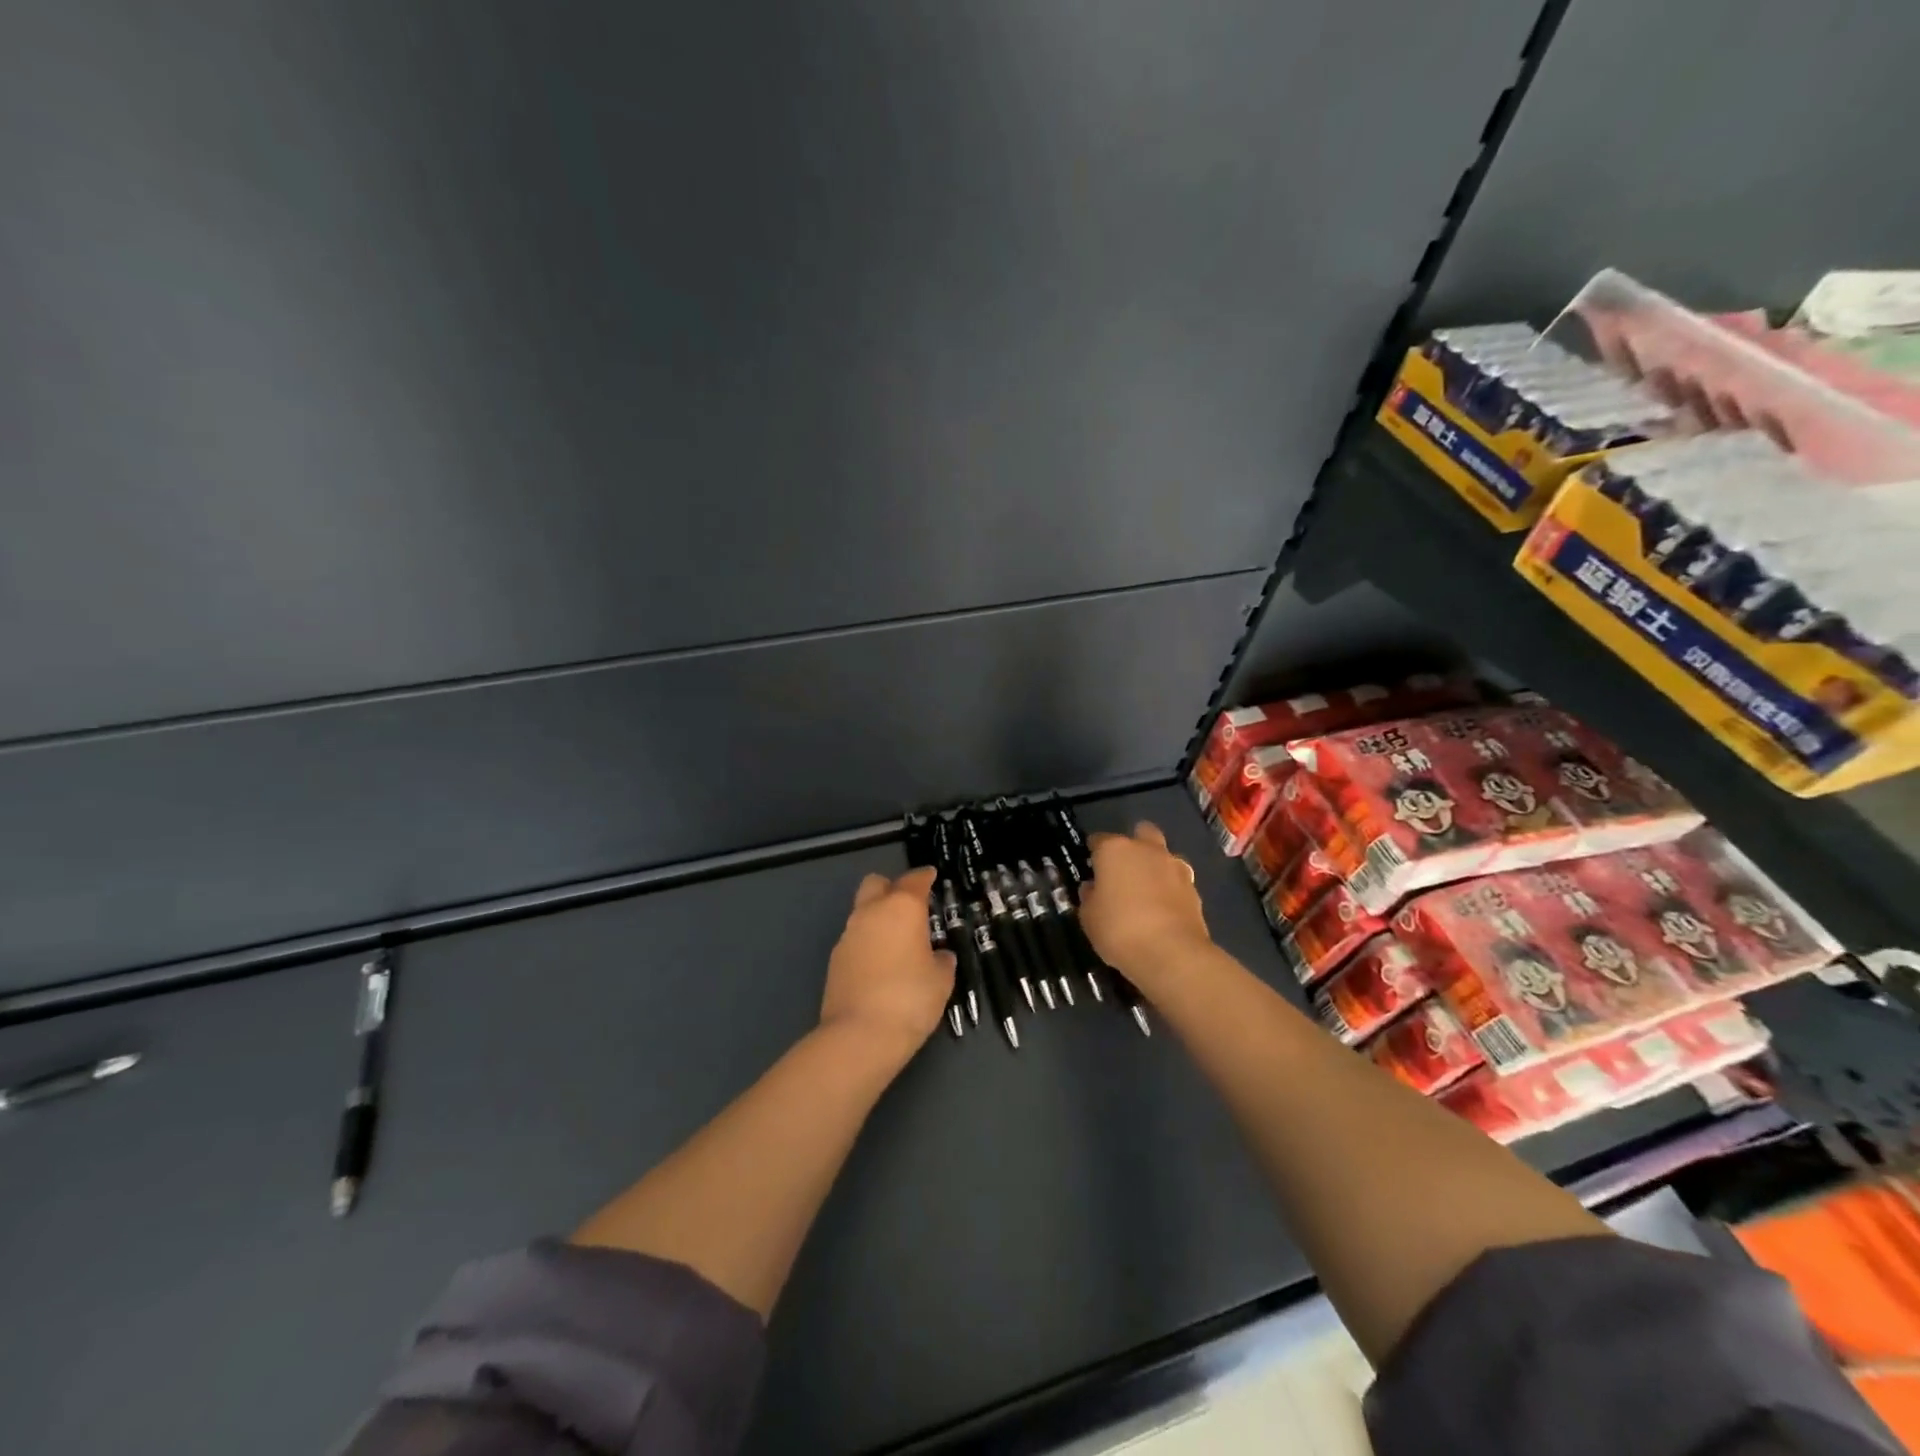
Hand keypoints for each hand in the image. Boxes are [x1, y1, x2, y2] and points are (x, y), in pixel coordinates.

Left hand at [819, 866, 955, 1064]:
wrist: (859, 1035)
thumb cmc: (910, 999)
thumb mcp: (942, 980)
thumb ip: (942, 960)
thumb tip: (938, 956)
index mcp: (902, 908)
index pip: (914, 881)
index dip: (924, 877)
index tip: (931, 877)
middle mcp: (871, 912)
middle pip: (877, 884)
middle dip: (891, 888)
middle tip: (910, 907)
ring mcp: (849, 935)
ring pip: (863, 911)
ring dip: (878, 918)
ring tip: (898, 942)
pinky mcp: (835, 959)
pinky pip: (855, 938)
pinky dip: (868, 943)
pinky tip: (881, 965)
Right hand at [1078, 823, 1212, 986]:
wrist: (1171, 954)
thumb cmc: (1119, 930)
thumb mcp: (1089, 918)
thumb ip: (1089, 897)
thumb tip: (1093, 889)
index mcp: (1115, 850)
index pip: (1099, 840)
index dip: (1093, 852)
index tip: (1090, 866)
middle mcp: (1147, 850)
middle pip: (1142, 833)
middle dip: (1134, 844)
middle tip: (1124, 869)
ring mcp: (1174, 867)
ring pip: (1164, 855)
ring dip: (1156, 866)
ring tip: (1147, 892)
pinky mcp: (1194, 889)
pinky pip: (1178, 881)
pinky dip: (1170, 890)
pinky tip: (1163, 910)